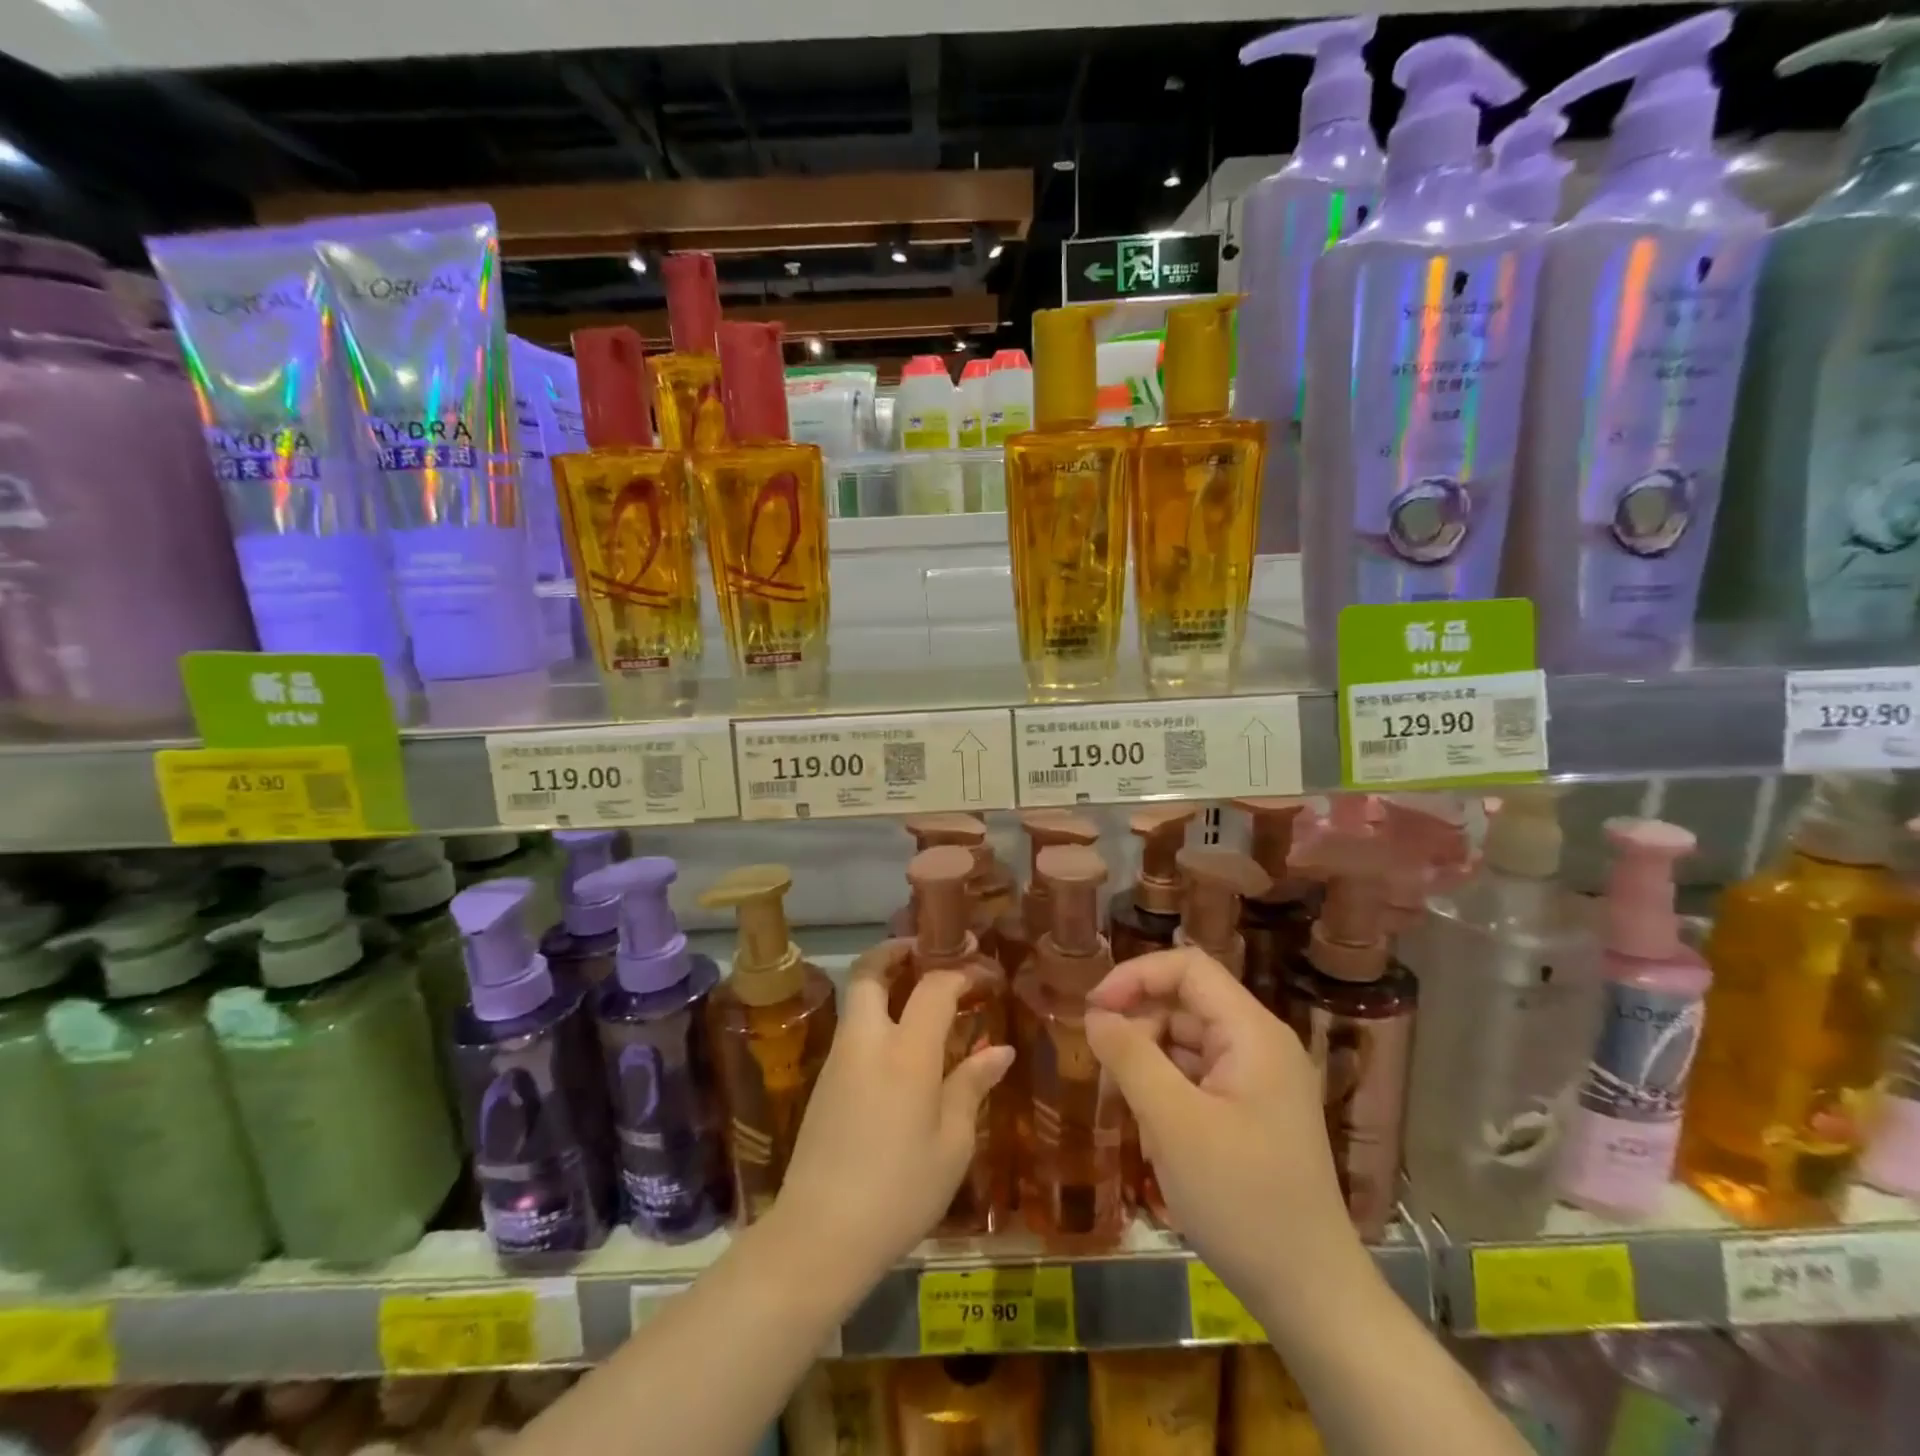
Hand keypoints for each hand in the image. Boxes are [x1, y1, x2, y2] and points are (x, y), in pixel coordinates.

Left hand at [769, 943, 1014, 1288]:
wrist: (818, 1236)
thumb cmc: (899, 1191)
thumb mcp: (951, 1145)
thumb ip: (971, 1087)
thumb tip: (1000, 1050)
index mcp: (906, 1052)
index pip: (934, 987)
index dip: (961, 974)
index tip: (984, 978)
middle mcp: (867, 1042)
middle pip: (869, 972)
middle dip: (895, 953)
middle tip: (926, 955)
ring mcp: (838, 1060)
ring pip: (857, 1000)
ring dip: (883, 984)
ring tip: (920, 998)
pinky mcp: (823, 1083)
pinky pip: (853, 1031)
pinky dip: (875, 1018)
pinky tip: (899, 1049)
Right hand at [1084, 947, 1365, 1309]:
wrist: (1310, 1295)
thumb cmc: (1241, 1199)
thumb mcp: (1172, 1123)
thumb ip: (1129, 1056)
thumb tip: (1095, 1013)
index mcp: (1252, 1032)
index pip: (1188, 968)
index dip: (1135, 976)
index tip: (1093, 1009)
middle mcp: (1260, 1044)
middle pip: (1187, 1002)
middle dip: (1138, 1021)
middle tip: (1101, 1063)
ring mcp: (1259, 1079)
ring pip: (1188, 1040)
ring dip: (1148, 1056)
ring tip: (1123, 1098)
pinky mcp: (1252, 1110)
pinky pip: (1199, 1074)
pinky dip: (1167, 1085)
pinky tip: (1150, 1121)